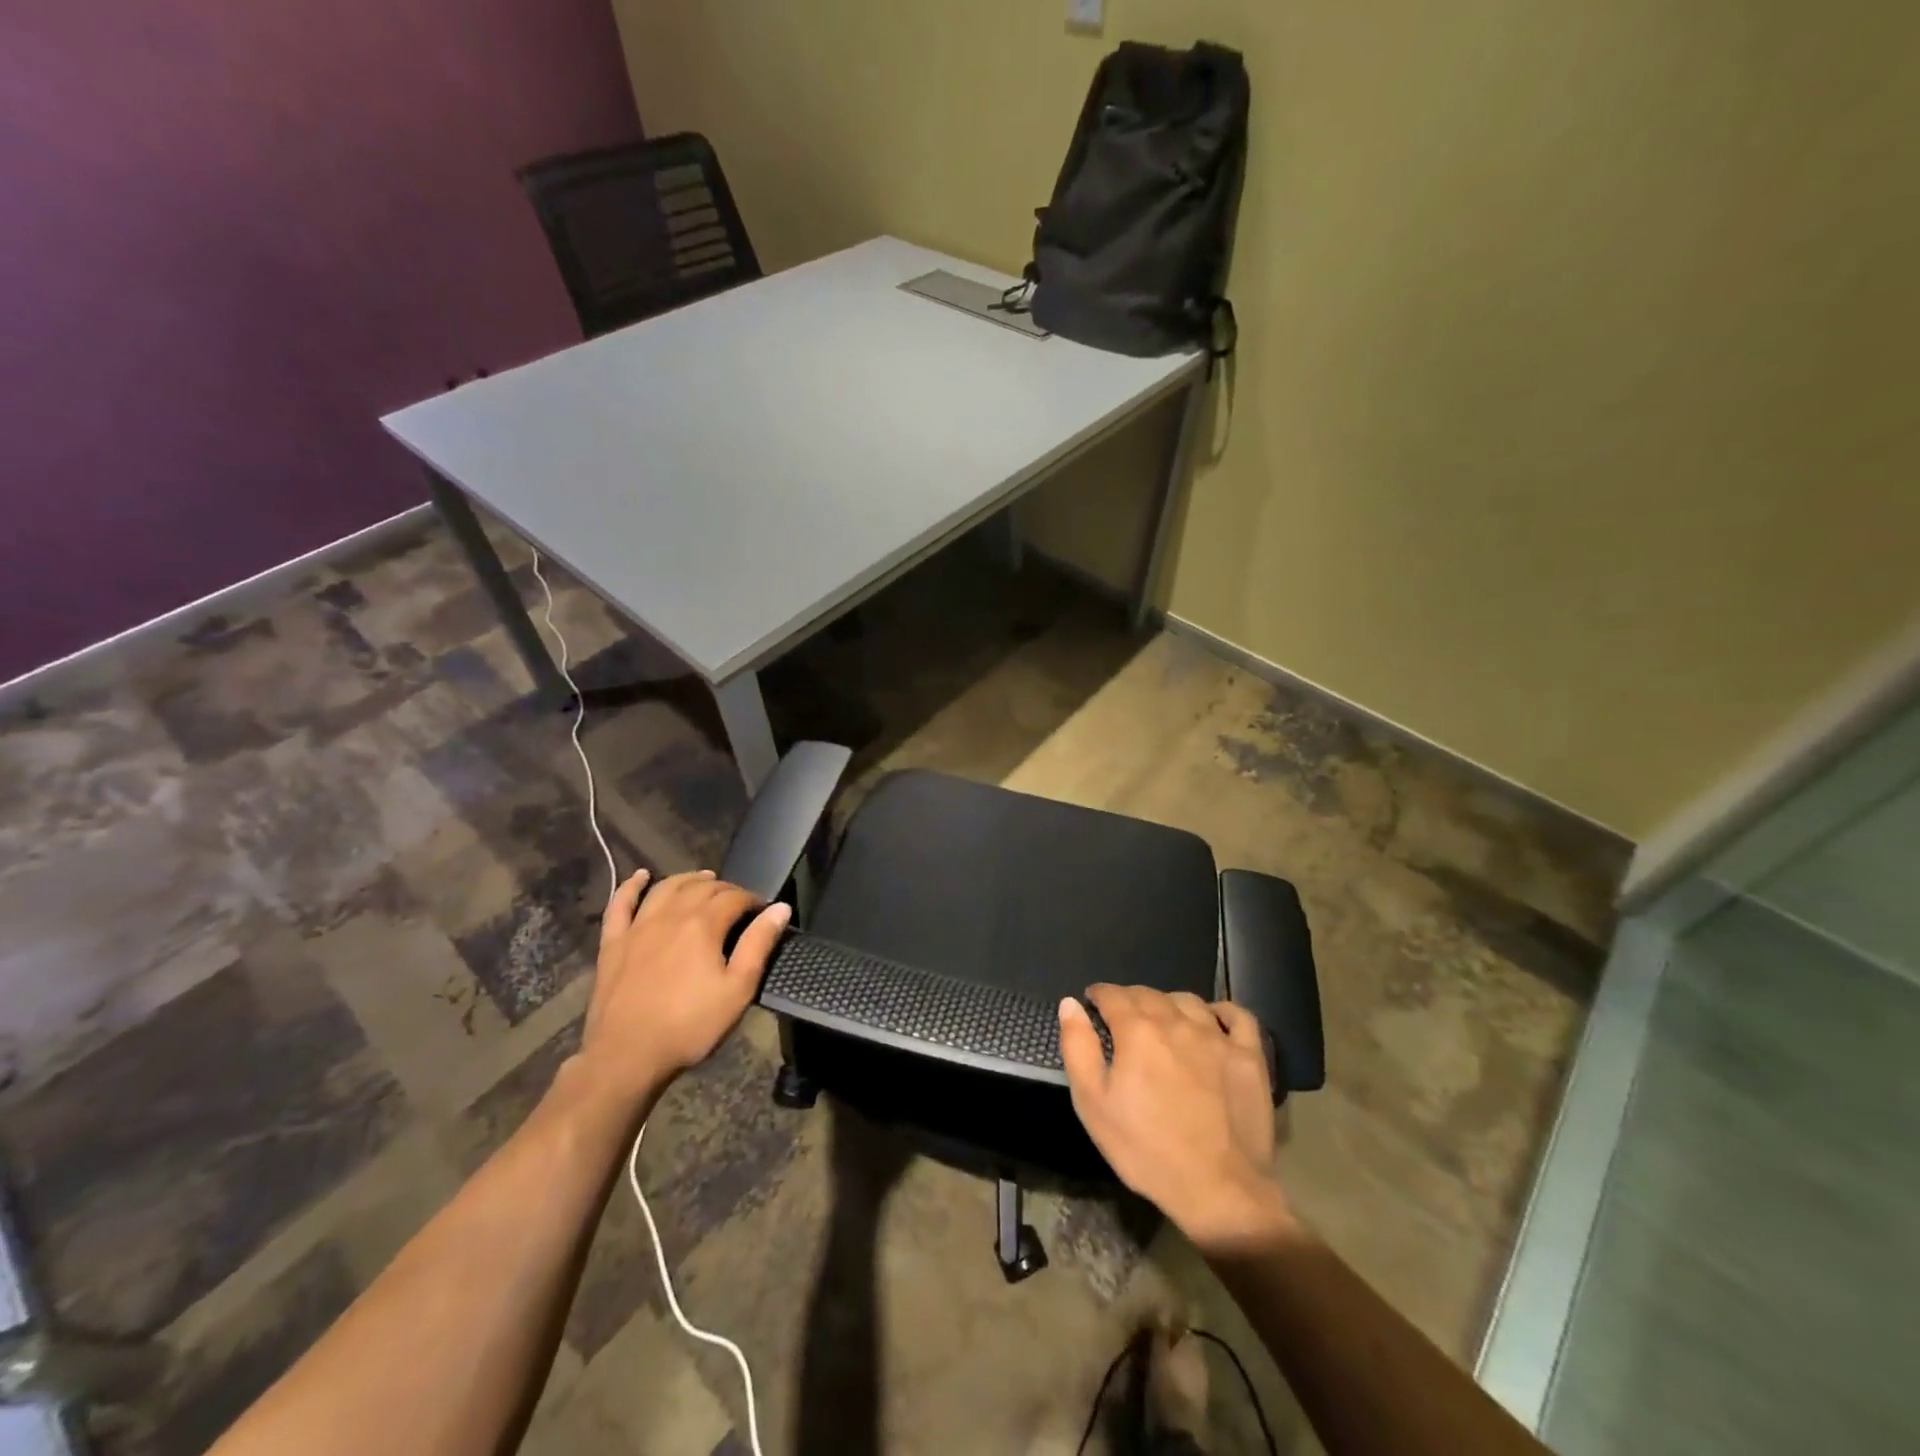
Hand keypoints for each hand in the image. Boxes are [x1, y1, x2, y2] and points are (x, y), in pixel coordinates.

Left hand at [575, 869, 789, 1112]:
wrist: (626, 1057)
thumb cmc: (690, 1026)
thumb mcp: (737, 990)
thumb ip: (759, 944)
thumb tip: (780, 908)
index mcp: (703, 924)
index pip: (734, 897)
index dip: (752, 899)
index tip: (763, 911)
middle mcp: (671, 914)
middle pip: (702, 887)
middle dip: (725, 889)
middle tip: (738, 902)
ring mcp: (638, 926)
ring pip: (666, 888)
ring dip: (688, 879)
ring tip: (704, 880)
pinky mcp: (613, 942)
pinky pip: (620, 904)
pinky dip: (631, 886)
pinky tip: (641, 876)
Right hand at [1059, 985, 1290, 1248]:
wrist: (1218, 1190)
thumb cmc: (1146, 1149)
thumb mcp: (1093, 1104)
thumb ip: (1078, 1047)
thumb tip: (1070, 1004)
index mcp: (1137, 1030)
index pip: (1113, 995)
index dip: (1099, 995)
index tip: (1093, 1003)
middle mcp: (1177, 1021)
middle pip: (1149, 994)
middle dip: (1130, 999)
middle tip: (1123, 1018)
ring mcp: (1217, 1037)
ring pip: (1188, 1001)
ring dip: (1169, 1004)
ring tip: (1163, 1021)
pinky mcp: (1249, 1056)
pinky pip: (1238, 1017)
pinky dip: (1223, 1012)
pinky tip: (1214, 1020)